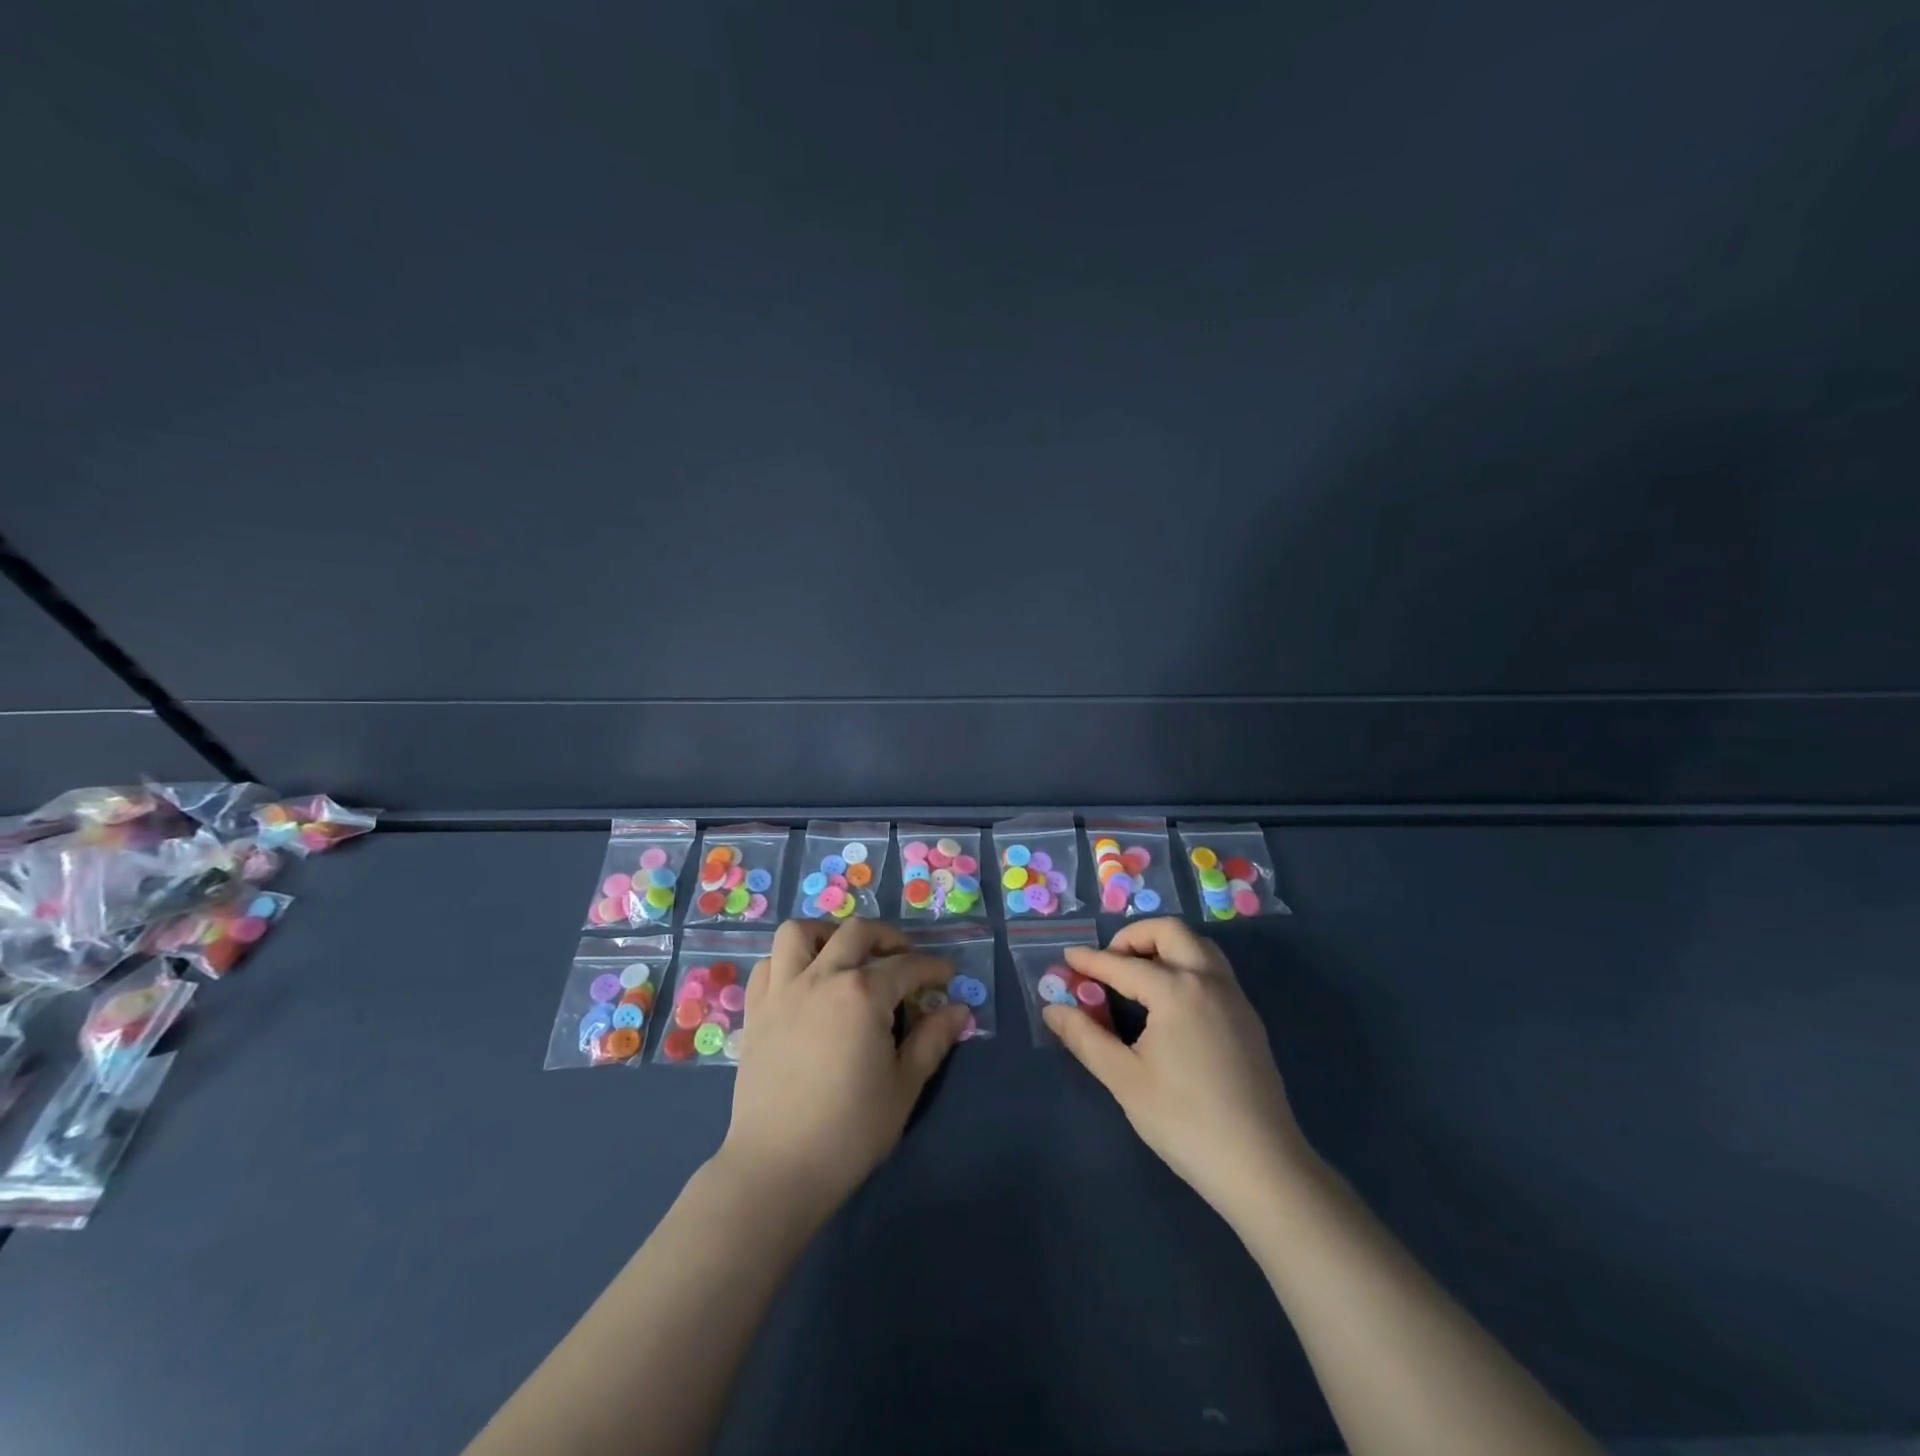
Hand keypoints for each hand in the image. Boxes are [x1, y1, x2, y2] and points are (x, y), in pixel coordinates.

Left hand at [720, 918, 968, 1217]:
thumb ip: (932, 1041)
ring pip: (800, 933)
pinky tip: (804, 982)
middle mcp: (822, 977)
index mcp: (863, 994)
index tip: (946, 976)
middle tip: (903, 959)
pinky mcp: (756, 1011)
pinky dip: (788, 961)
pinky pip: (768, 965)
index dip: (932, 968)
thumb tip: (959, 1010)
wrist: (778, 1167)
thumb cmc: (850, 1130)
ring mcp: (783, 991)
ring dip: (827, 934)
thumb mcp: (904, 1087)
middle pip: (857, 933)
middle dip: (887, 938)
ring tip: (844, 955)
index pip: (907, 967)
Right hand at [1043, 917, 1314, 1221]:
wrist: (1262, 1168)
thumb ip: (1085, 1037)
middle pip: (1170, 932)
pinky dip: (1186, 966)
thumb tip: (1052, 1008)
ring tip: (1137, 977)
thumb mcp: (1124, 1079)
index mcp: (1177, 990)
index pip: (1123, 964)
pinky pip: (1213, 971)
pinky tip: (1169, 1004)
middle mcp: (1209, 980)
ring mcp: (1235, 998)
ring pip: (1198, 946)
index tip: (1067, 956)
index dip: (1091, 961)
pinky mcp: (1249, 1020)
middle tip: (1110, 963)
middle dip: (1134, 937)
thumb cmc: (1184, 1121)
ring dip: (1164, 947)